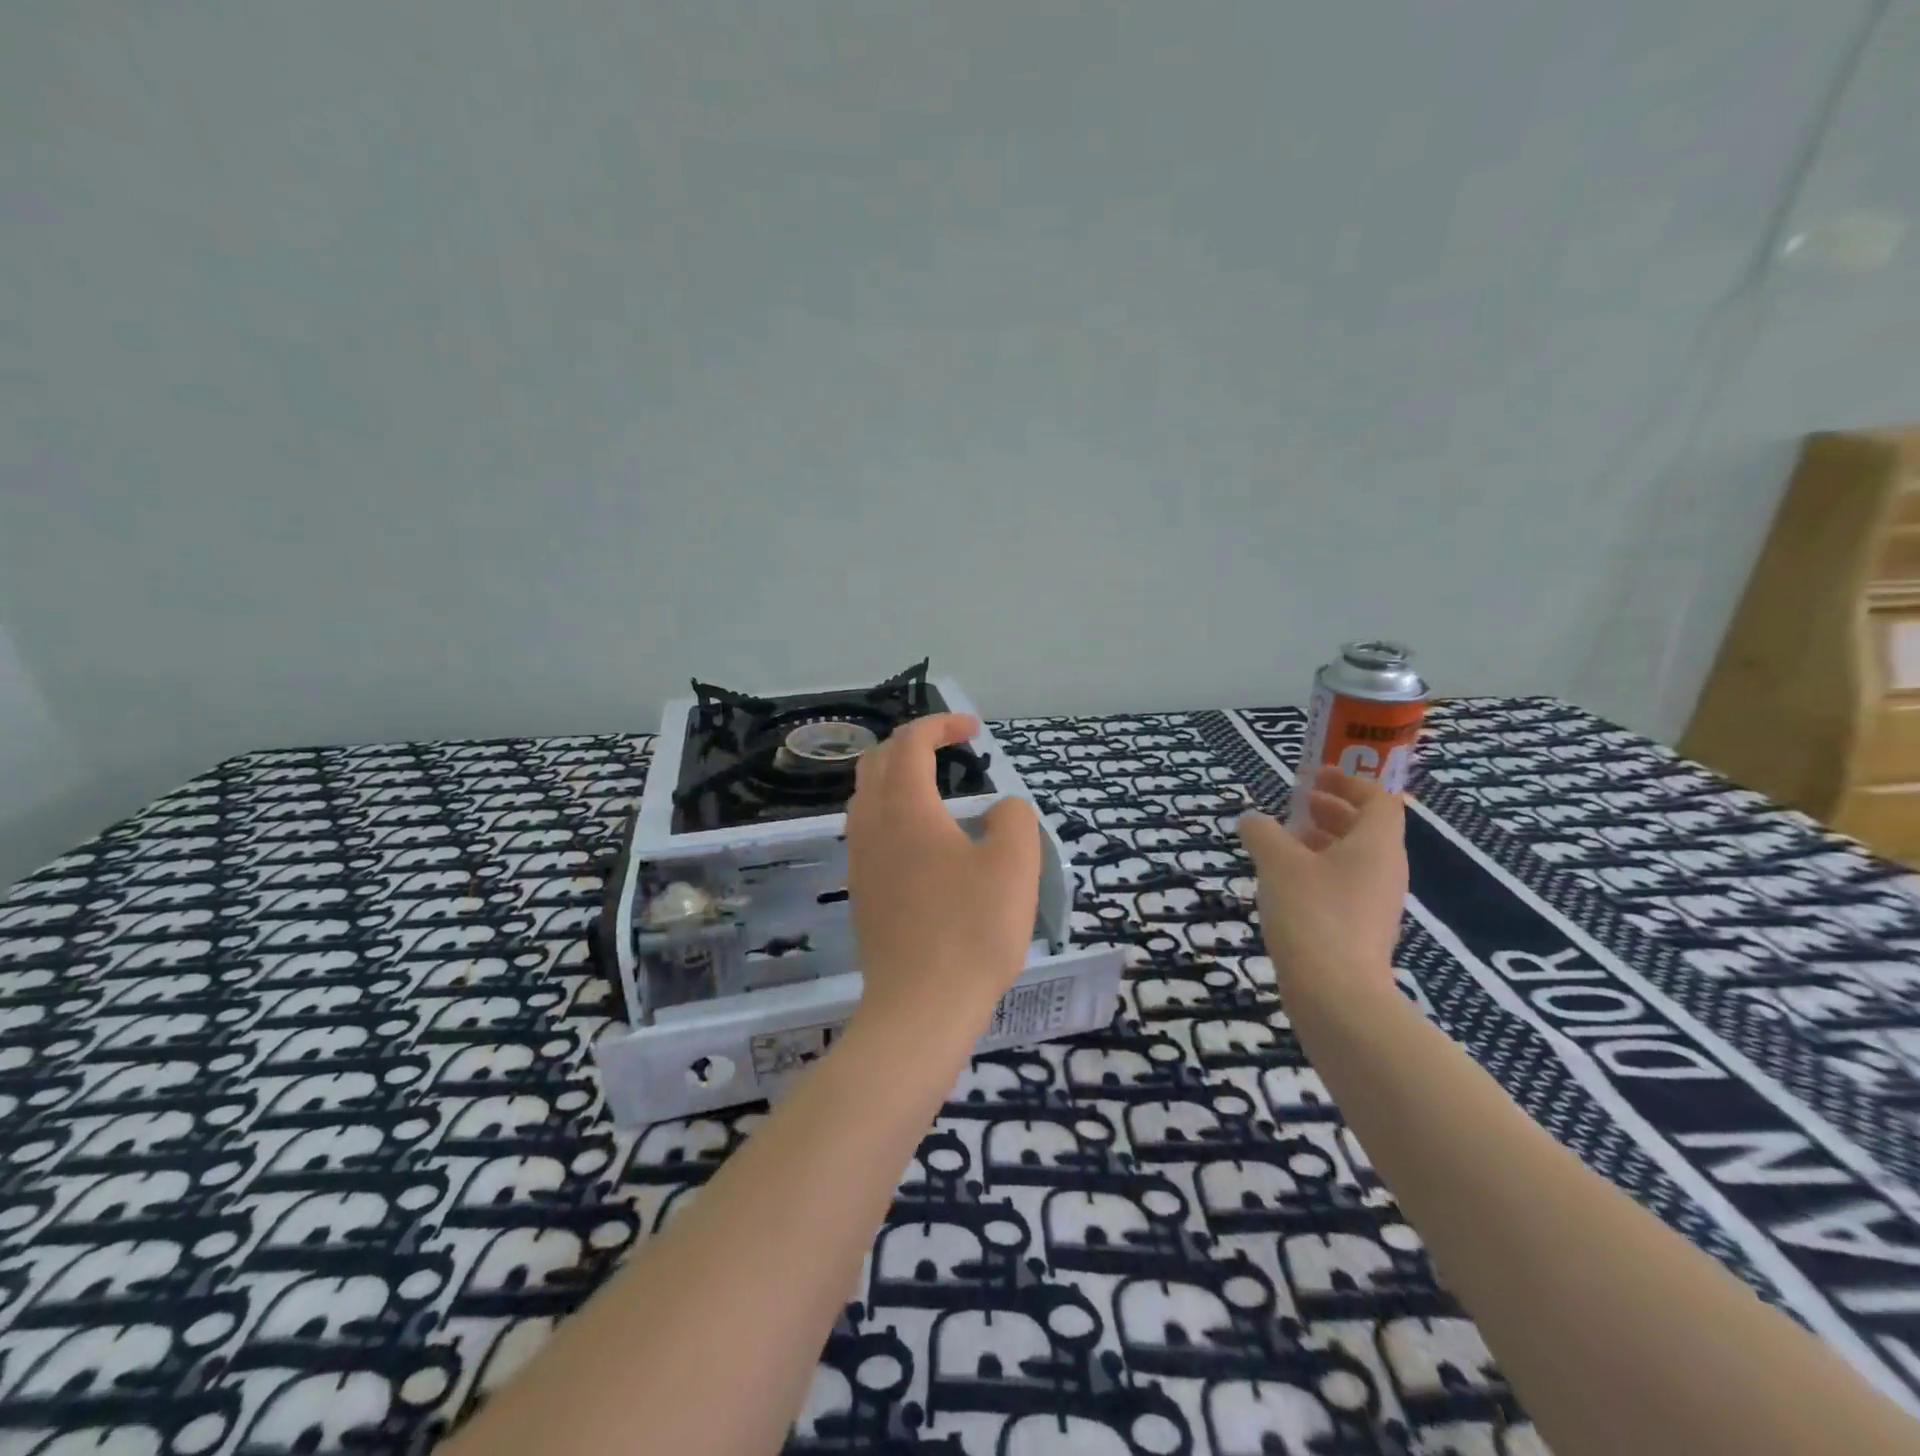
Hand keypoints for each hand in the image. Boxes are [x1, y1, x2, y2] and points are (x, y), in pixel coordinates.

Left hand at [846, 713, 1040, 1034]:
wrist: (920, 1008)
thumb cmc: (971, 931)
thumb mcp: (1014, 865)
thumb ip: (1013, 819)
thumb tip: (999, 809)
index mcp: (906, 808)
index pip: (911, 742)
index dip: (940, 724)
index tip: (973, 729)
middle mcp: (872, 825)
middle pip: (877, 761)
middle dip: (912, 743)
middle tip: (949, 749)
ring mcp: (860, 860)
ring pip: (866, 796)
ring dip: (896, 777)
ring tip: (934, 787)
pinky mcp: (860, 891)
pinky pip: (867, 830)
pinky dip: (891, 811)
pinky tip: (921, 840)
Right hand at [1238, 766, 1406, 1001]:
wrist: (1336, 995)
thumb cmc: (1312, 914)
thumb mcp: (1277, 863)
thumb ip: (1262, 833)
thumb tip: (1251, 820)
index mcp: (1377, 846)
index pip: (1379, 799)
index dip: (1348, 782)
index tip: (1313, 777)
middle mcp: (1385, 871)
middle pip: (1366, 829)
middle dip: (1330, 812)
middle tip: (1294, 806)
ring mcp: (1376, 905)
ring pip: (1353, 860)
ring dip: (1321, 844)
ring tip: (1281, 844)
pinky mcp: (1361, 932)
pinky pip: (1344, 888)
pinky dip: (1318, 874)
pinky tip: (1284, 886)